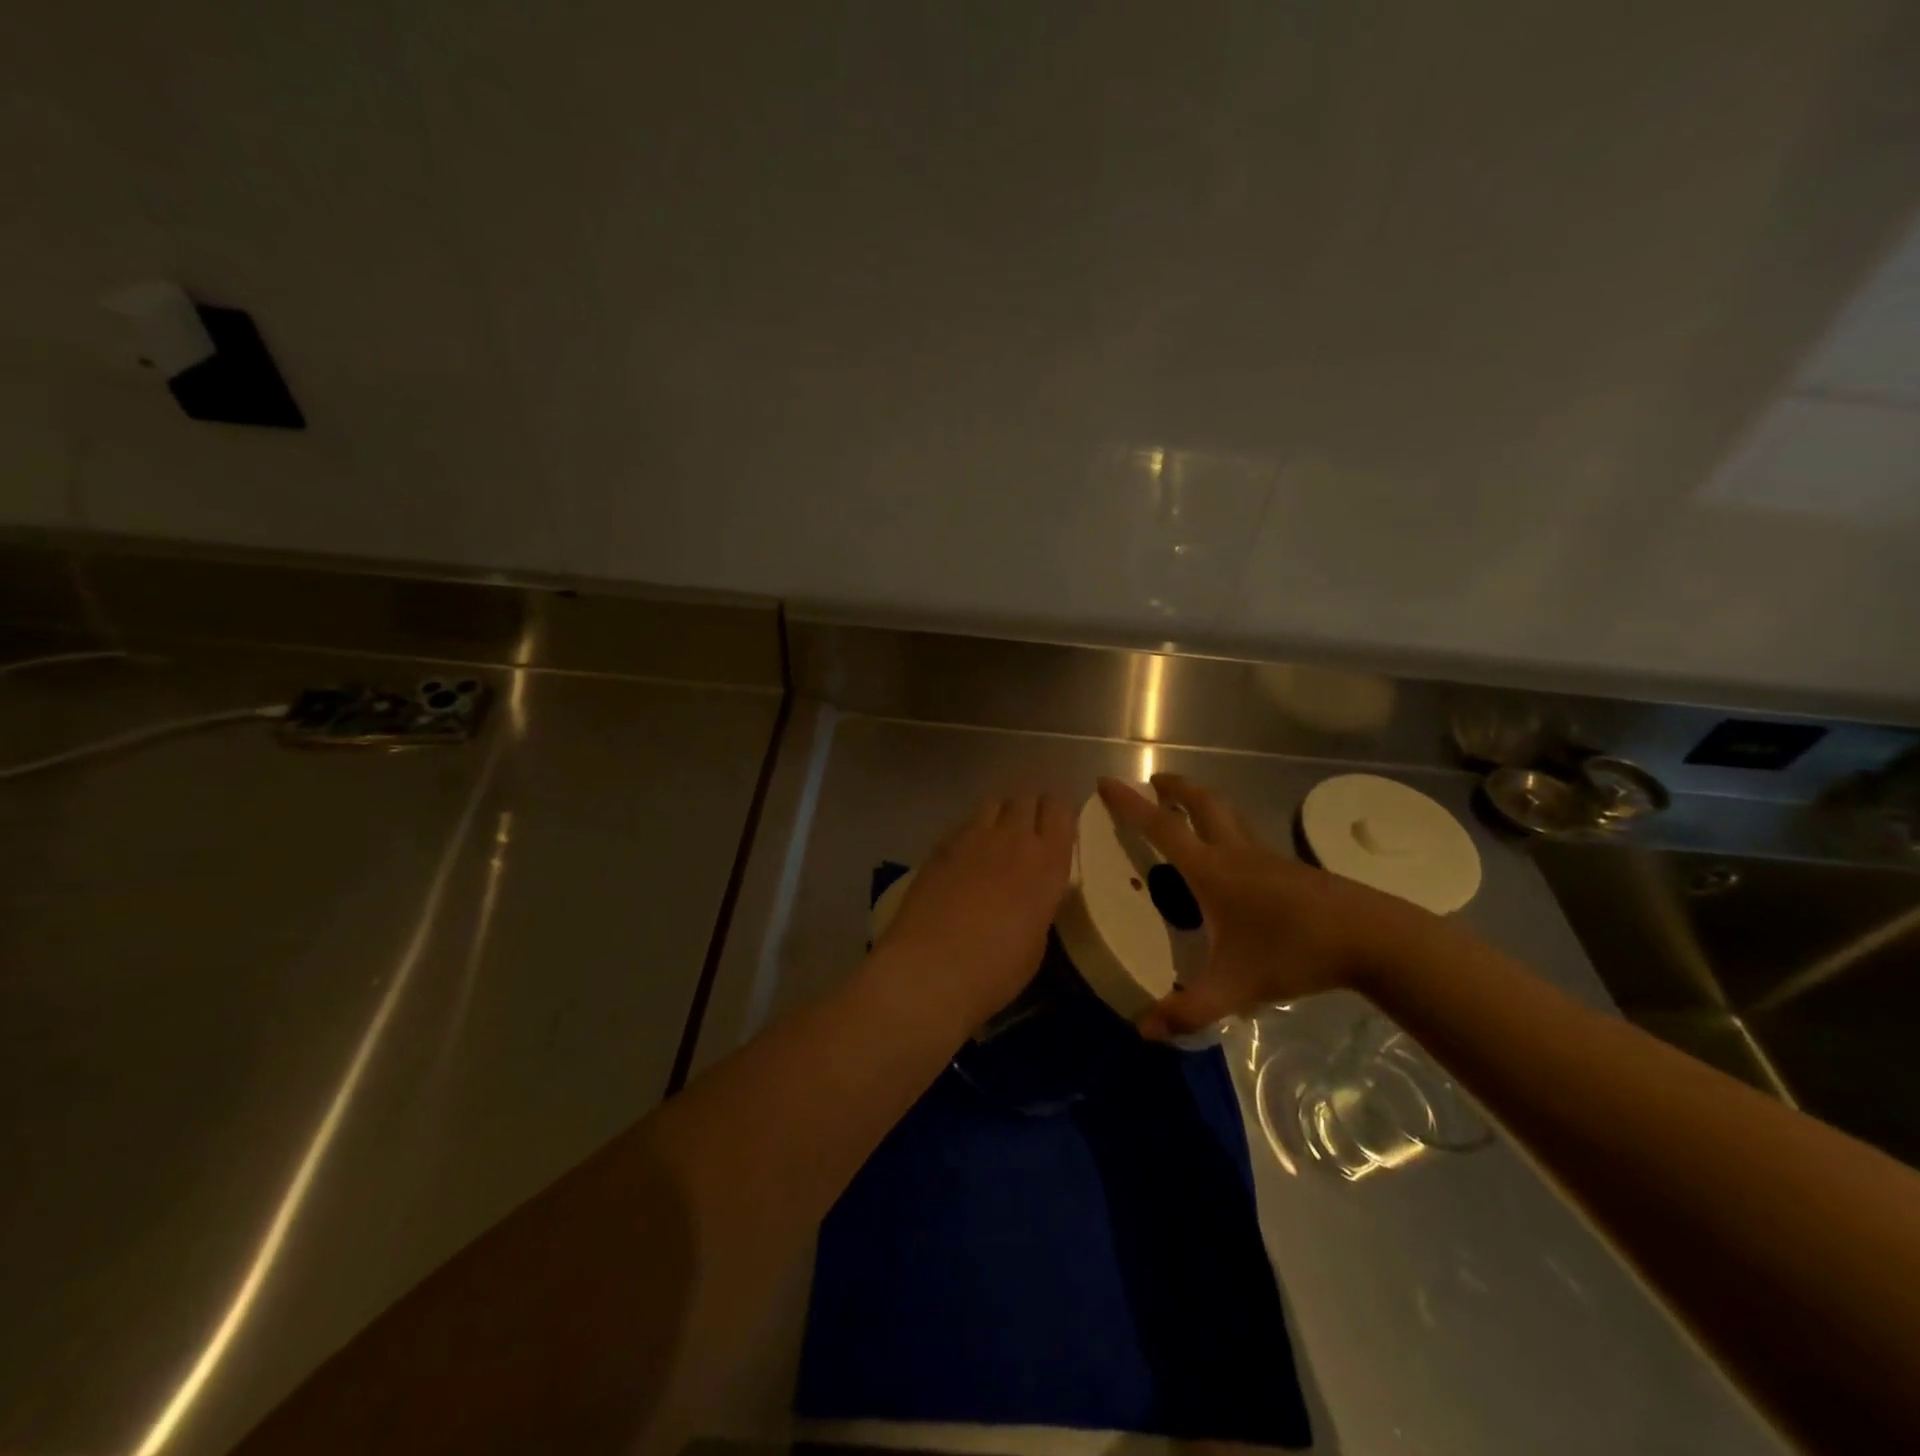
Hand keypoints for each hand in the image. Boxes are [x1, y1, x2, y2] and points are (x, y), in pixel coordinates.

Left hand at [874, 792, 1075, 1023]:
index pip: (1060, 810)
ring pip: (993, 803)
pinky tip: (965, 856)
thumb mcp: (1036, 939)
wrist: (932, 969)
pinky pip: (963, 824)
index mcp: (1047, 863)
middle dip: (1030, 808)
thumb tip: (1030, 892)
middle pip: (1026, 798)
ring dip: (1000, 814)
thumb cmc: (996, 970)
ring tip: (996, 837)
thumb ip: (1038, 902)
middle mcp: (1013, 839)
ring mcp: (973, 838)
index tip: (1057, 826)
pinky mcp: (939, 846)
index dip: (1058, 812)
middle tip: (1029, 831)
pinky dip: (970, 832)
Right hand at [1098, 774, 1436, 1038]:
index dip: (1129, 804)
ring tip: (1185, 807)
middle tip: (1153, 782)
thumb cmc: (1293, 952)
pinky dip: (1225, 827)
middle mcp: (1235, 853)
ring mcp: (1266, 856)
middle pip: (1201, 803)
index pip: (1160, 828)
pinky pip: (1245, 834)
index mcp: (1211, 870)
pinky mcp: (1289, 868)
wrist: (1371, 938)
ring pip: (1227, 814)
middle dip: (1173, 788)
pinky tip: (1230, 856)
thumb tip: (1142, 1030)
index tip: (1105, 782)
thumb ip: (1188, 1010)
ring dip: (1200, 802)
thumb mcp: (1234, 987)